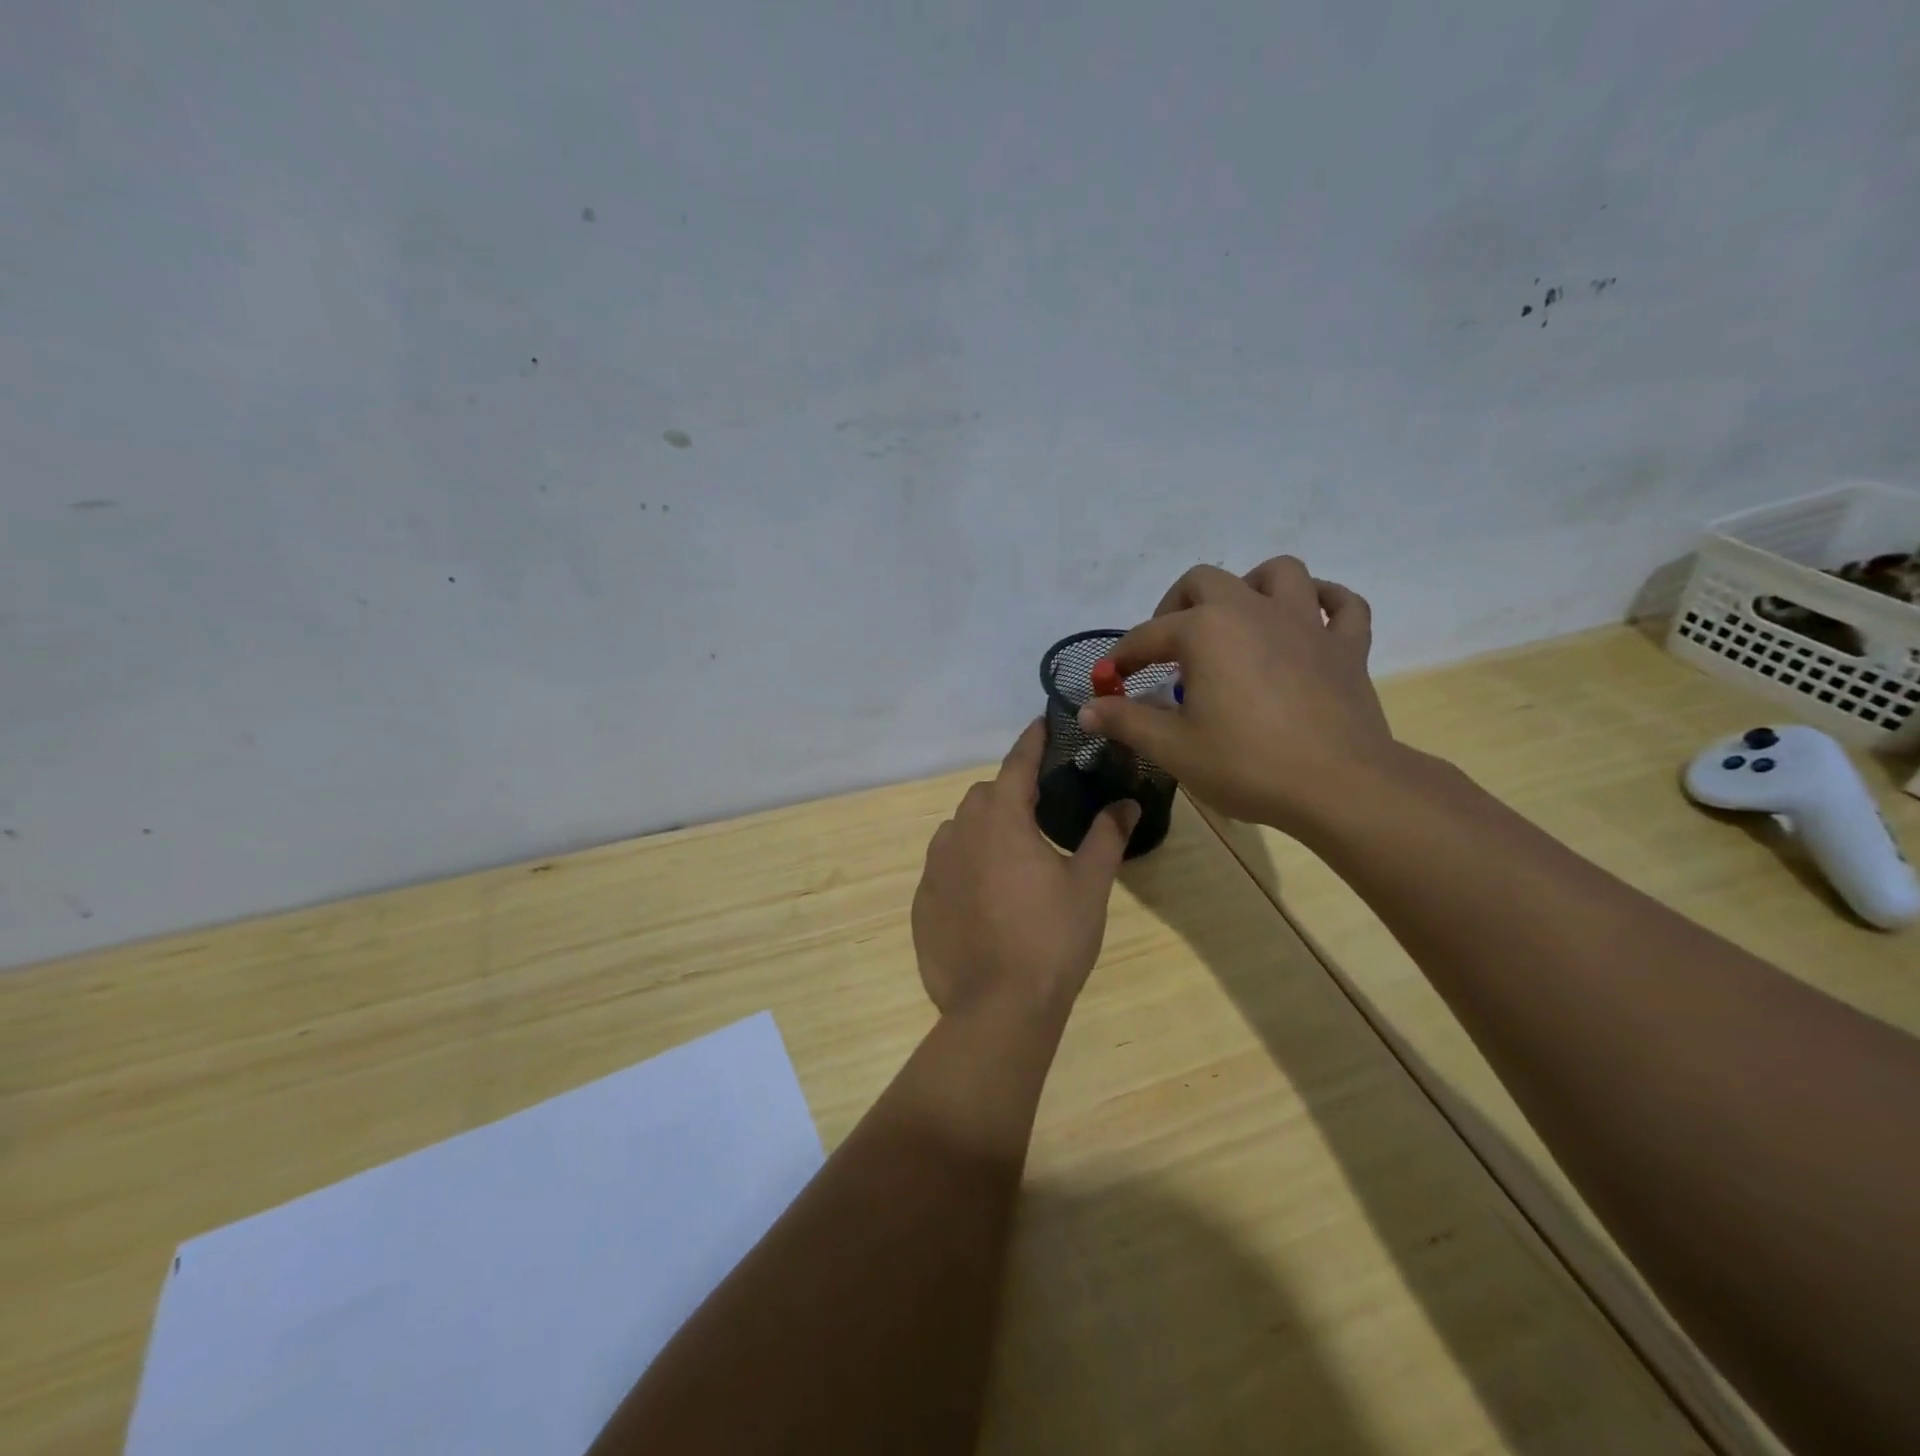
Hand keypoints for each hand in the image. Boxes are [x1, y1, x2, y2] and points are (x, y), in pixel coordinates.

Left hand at [912, 721, 1139, 1024]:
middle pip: (985, 796)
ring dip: (984, 829)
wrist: (997, 1008)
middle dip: (1010, 793)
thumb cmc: (1051, 939)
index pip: (1017, 764)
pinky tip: (986, 897)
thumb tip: (1127, 804)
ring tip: (1014, 858)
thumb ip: (1106, 837)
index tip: (1041, 723)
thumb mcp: (1089, 886)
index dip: (1031, 741)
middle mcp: (960, 832)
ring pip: (960, 829)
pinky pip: (945, 867)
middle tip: (1041, 813)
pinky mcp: (922, 901)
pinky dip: (965, 866)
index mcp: (1002, 819)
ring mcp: (934, 868)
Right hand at [1076, 557, 1396, 836]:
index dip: (1122, 658)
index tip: (1110, 682)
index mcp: (1205, 631)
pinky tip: (1309, 620)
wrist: (1338, 786)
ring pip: (1279, 573)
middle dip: (1176, 607)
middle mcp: (1253, 610)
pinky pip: (1343, 605)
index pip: (1148, 635)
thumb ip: (1126, 721)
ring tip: (1237, 620)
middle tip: (1168, 648)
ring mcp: (1306, 623)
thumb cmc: (1247, 764)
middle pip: (1204, 582)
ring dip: (1251, 587)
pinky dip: (1324, 604)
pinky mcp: (1346, 646)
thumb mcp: (1172, 748)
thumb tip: (1087, 708)